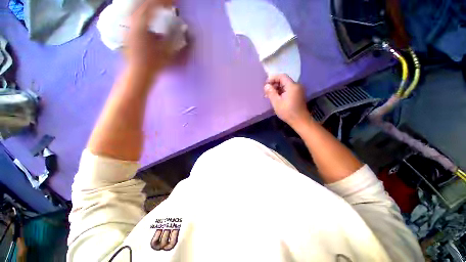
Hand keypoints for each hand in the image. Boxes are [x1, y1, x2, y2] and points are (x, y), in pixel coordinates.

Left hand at [126, 0, 174, 77]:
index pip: (153, 5)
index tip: (176, 3)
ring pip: (140, 7)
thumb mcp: (166, 52)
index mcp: (142, 26)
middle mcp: (133, 21)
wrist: (138, 72)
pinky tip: (153, 14)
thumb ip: (172, 37)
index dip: (165, 1)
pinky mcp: (130, 29)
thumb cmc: (153, 65)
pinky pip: (138, 14)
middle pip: (145, 3)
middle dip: (158, 1)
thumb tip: (179, 26)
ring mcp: (130, 24)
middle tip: (170, 3)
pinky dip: (147, 11)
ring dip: (152, 5)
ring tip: (162, 6)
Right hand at [264, 74, 311, 127]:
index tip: (266, 85)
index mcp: (292, 86)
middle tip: (266, 91)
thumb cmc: (287, 112)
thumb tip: (266, 85)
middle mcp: (296, 85)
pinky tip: (276, 98)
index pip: (281, 76)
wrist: (300, 120)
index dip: (272, 78)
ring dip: (277, 89)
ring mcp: (298, 90)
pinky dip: (281, 92)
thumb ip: (271, 93)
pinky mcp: (298, 95)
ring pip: (285, 85)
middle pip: (284, 80)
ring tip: (269, 96)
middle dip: (274, 84)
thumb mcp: (276, 102)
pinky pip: (288, 90)